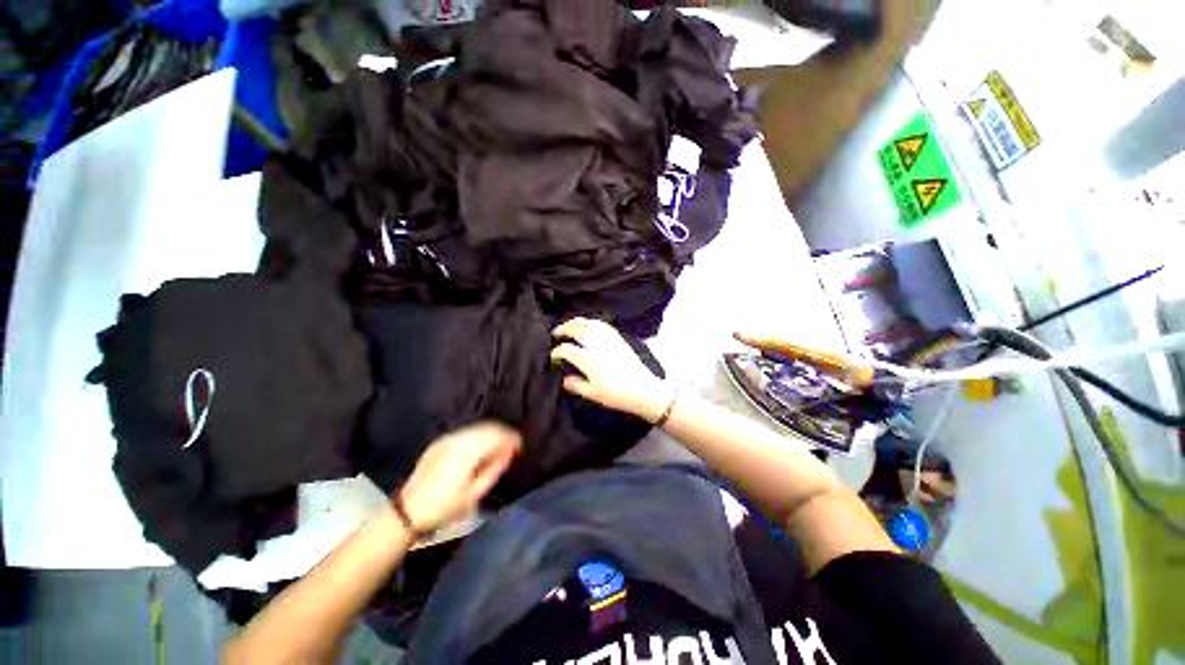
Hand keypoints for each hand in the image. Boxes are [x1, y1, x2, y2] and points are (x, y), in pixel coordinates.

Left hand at [399, 422, 521, 532]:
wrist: (408, 511)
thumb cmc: (444, 507)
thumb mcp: (473, 495)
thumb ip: (494, 471)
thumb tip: (508, 454)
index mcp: (467, 452)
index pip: (496, 436)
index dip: (511, 438)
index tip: (520, 446)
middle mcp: (457, 440)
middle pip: (487, 428)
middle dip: (503, 433)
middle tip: (513, 445)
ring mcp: (447, 439)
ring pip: (477, 428)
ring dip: (491, 434)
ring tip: (499, 445)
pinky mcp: (440, 442)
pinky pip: (465, 433)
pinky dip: (478, 436)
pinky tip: (481, 447)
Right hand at [550, 317, 672, 422]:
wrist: (643, 389)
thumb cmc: (617, 395)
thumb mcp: (593, 394)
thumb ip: (576, 385)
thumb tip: (564, 379)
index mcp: (588, 360)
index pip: (566, 350)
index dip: (556, 352)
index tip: (553, 357)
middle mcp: (596, 345)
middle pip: (576, 329)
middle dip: (563, 329)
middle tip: (556, 333)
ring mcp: (608, 339)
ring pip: (589, 323)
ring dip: (576, 322)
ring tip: (569, 326)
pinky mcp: (618, 338)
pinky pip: (602, 324)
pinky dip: (591, 322)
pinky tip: (588, 325)